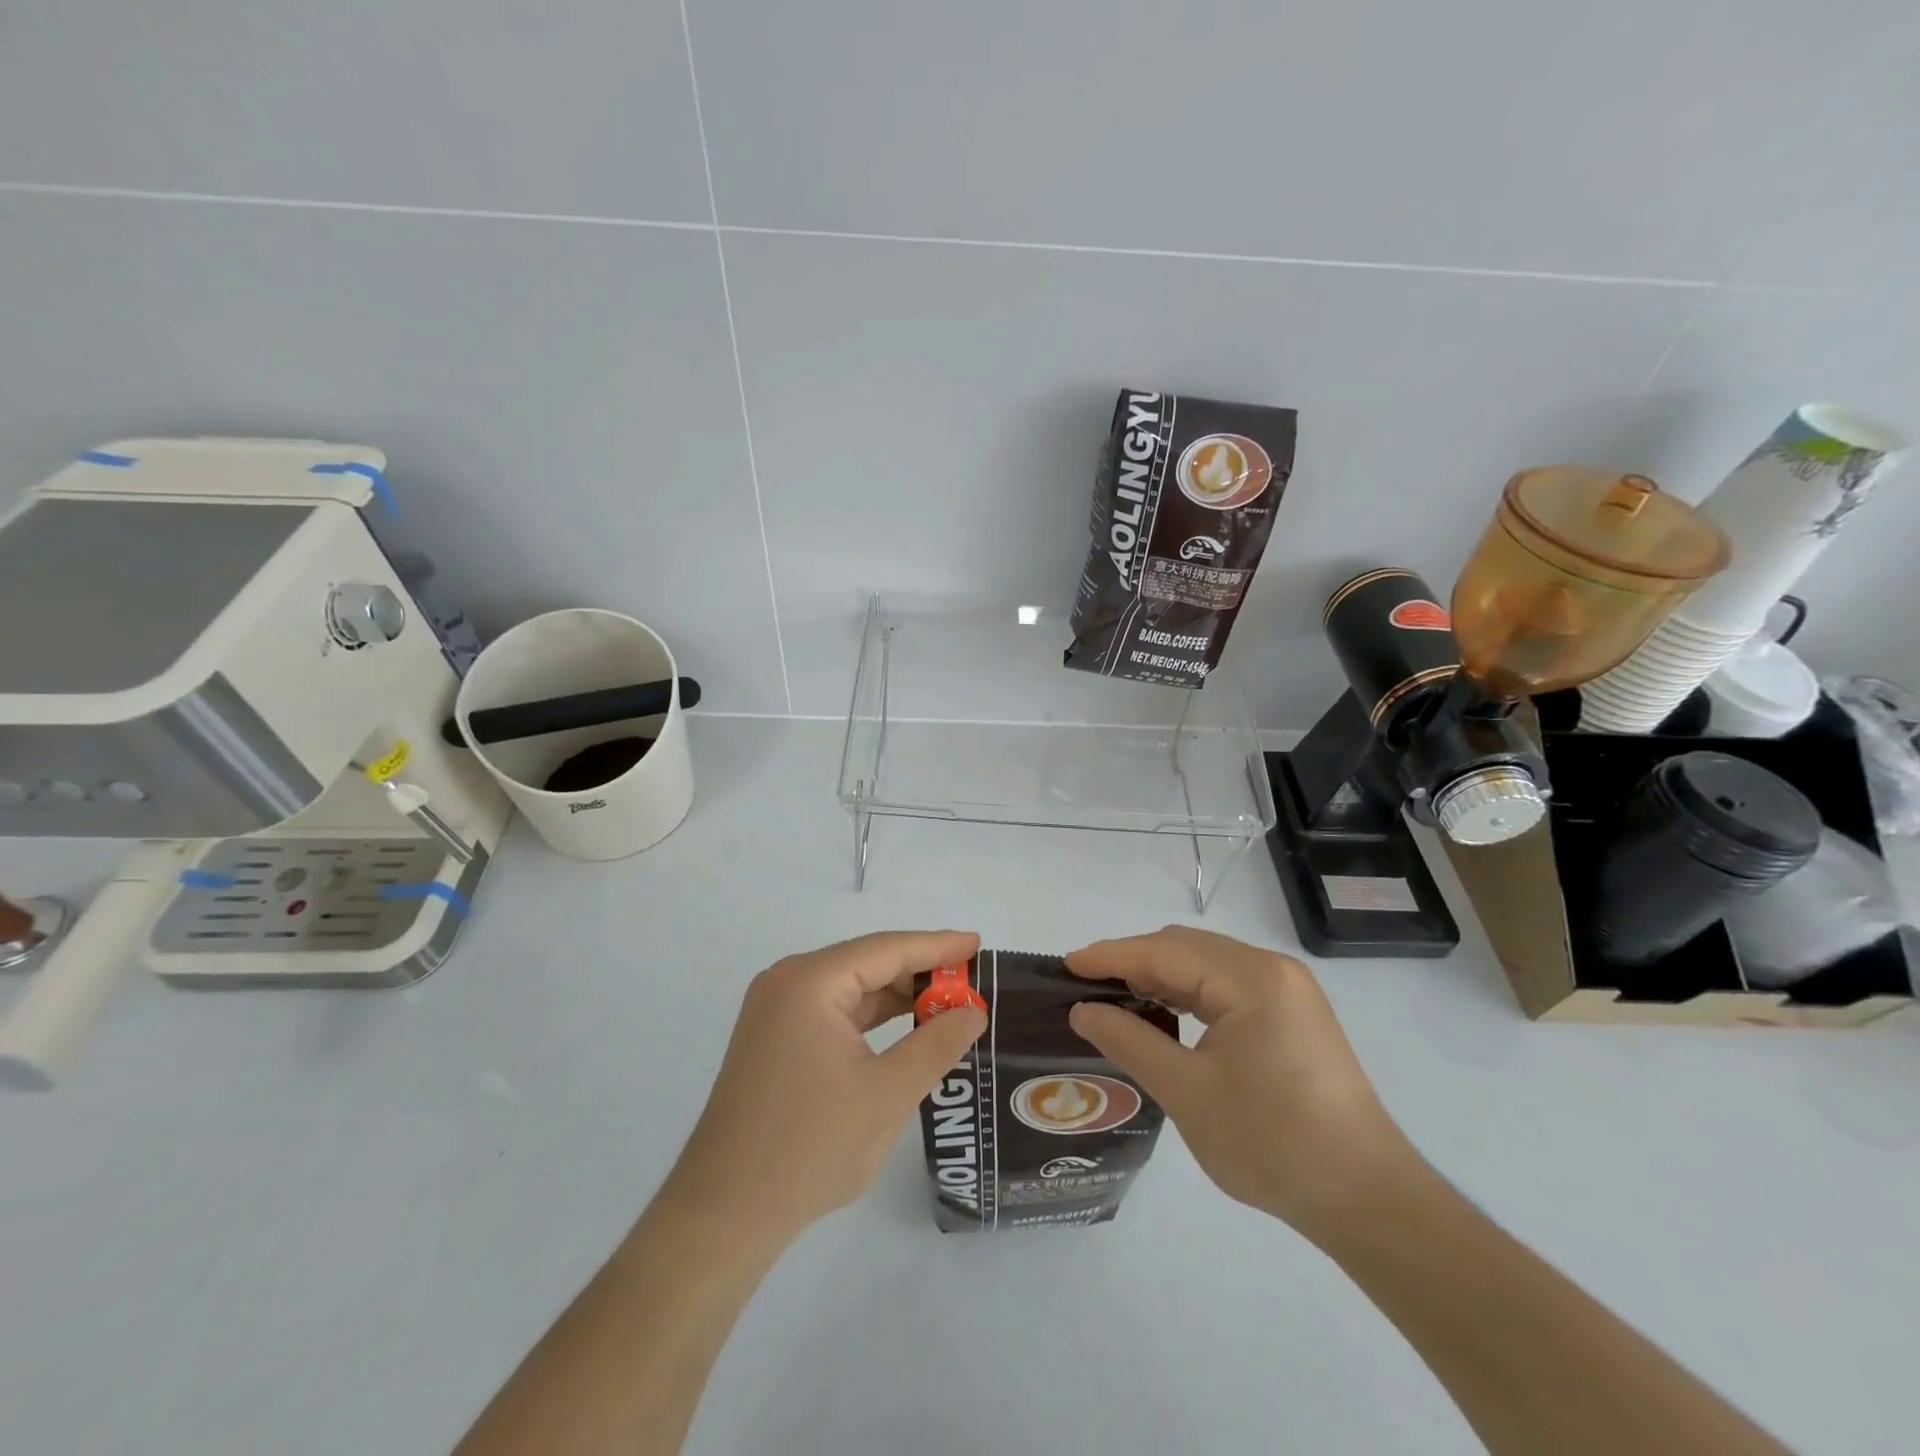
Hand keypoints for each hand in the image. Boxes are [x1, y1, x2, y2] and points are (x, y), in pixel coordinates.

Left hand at [660, 931, 988, 1246]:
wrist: (723, 1213)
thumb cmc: (810, 1147)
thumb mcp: (888, 1094)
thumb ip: (936, 1044)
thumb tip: (973, 1011)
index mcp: (810, 982)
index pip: (887, 949)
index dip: (937, 947)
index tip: (979, 945)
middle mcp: (788, 983)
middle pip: (867, 963)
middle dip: (920, 972)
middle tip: (972, 982)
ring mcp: (775, 1011)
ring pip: (850, 987)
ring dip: (897, 996)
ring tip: (948, 1004)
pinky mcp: (773, 1039)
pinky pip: (833, 1011)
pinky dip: (871, 1017)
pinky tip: (905, 1029)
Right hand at [1065, 926, 1418, 1240]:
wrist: (1368, 1201)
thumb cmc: (1272, 1143)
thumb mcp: (1187, 1092)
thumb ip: (1129, 1040)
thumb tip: (1083, 1010)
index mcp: (1251, 978)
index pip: (1164, 951)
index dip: (1110, 956)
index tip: (1065, 965)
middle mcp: (1272, 969)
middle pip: (1186, 948)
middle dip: (1133, 962)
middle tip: (1086, 987)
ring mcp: (1288, 991)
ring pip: (1206, 965)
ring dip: (1160, 976)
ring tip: (1116, 999)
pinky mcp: (1293, 1015)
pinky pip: (1227, 987)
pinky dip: (1189, 994)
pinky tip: (1165, 1014)